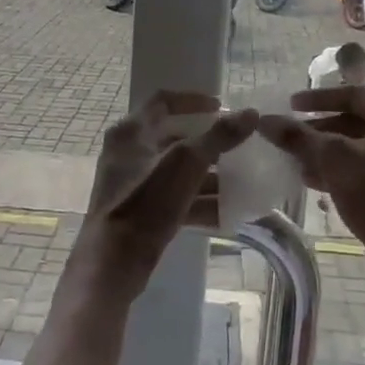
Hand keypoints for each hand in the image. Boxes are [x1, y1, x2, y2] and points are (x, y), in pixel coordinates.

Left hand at [74, 92, 258, 297]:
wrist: (112, 265)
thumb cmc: (145, 204)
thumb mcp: (186, 164)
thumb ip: (219, 137)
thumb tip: (252, 113)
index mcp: (131, 132)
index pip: (163, 100)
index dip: (193, 100)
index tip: (221, 106)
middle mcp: (128, 152)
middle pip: (173, 137)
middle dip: (207, 142)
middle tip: (235, 144)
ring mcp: (132, 183)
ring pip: (176, 170)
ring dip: (208, 174)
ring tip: (240, 180)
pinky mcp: (139, 211)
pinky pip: (174, 197)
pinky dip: (198, 201)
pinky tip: (228, 212)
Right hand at [259, 87, 364, 284]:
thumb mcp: (333, 160)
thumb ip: (298, 137)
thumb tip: (264, 121)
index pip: (354, 95)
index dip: (318, 99)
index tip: (290, 105)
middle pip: (357, 121)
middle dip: (320, 130)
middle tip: (291, 135)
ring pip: (360, 146)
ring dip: (327, 151)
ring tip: (296, 159)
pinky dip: (342, 169)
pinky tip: (313, 180)